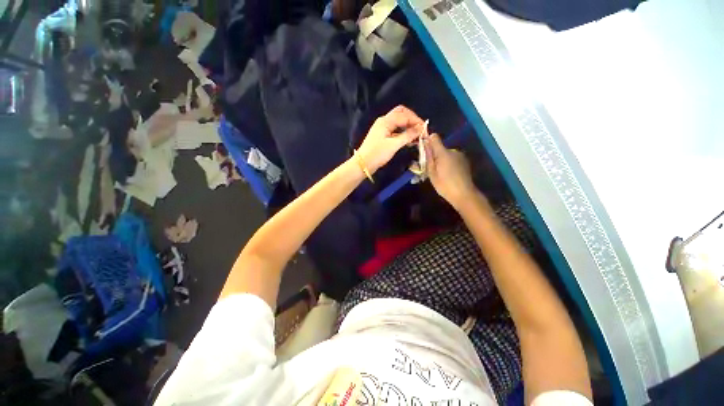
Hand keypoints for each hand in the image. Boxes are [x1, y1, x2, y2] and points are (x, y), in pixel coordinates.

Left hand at [356, 106, 424, 172]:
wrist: (363, 164)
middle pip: (402, 114)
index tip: (425, 130)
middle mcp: (384, 121)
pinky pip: (396, 130)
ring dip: (409, 127)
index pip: (405, 115)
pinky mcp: (383, 135)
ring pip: (399, 122)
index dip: (416, 121)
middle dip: (412, 120)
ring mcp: (383, 128)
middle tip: (421, 130)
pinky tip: (410, 140)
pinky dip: (403, 133)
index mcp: (386, 121)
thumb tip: (421, 128)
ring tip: (417, 136)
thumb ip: (408, 135)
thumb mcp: (394, 145)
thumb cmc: (377, 154)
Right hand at [424, 134, 477, 208]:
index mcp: (443, 153)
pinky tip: (448, 173)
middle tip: (431, 168)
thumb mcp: (431, 173)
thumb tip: (424, 145)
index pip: (434, 138)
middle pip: (440, 148)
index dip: (428, 141)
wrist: (464, 194)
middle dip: (435, 155)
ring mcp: (460, 155)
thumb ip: (428, 158)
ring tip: (440, 172)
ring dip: (442, 159)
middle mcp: (453, 150)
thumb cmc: (444, 185)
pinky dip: (449, 163)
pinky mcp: (464, 161)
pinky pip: (453, 158)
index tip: (424, 149)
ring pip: (446, 154)